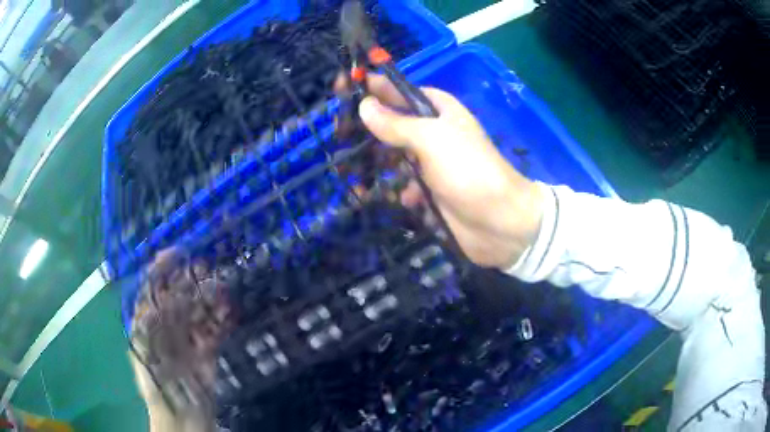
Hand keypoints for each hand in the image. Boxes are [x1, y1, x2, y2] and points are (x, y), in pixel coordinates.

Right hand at [340, 74, 543, 268]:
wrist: (499, 222)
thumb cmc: (468, 170)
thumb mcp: (431, 138)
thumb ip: (396, 123)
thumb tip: (365, 105)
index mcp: (436, 110)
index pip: (397, 90)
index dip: (370, 86)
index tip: (341, 85)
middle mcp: (431, 133)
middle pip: (390, 124)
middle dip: (364, 129)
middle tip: (337, 135)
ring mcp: (429, 164)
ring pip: (391, 157)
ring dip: (372, 165)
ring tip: (349, 174)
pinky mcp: (427, 192)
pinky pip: (400, 186)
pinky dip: (391, 192)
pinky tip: (382, 198)